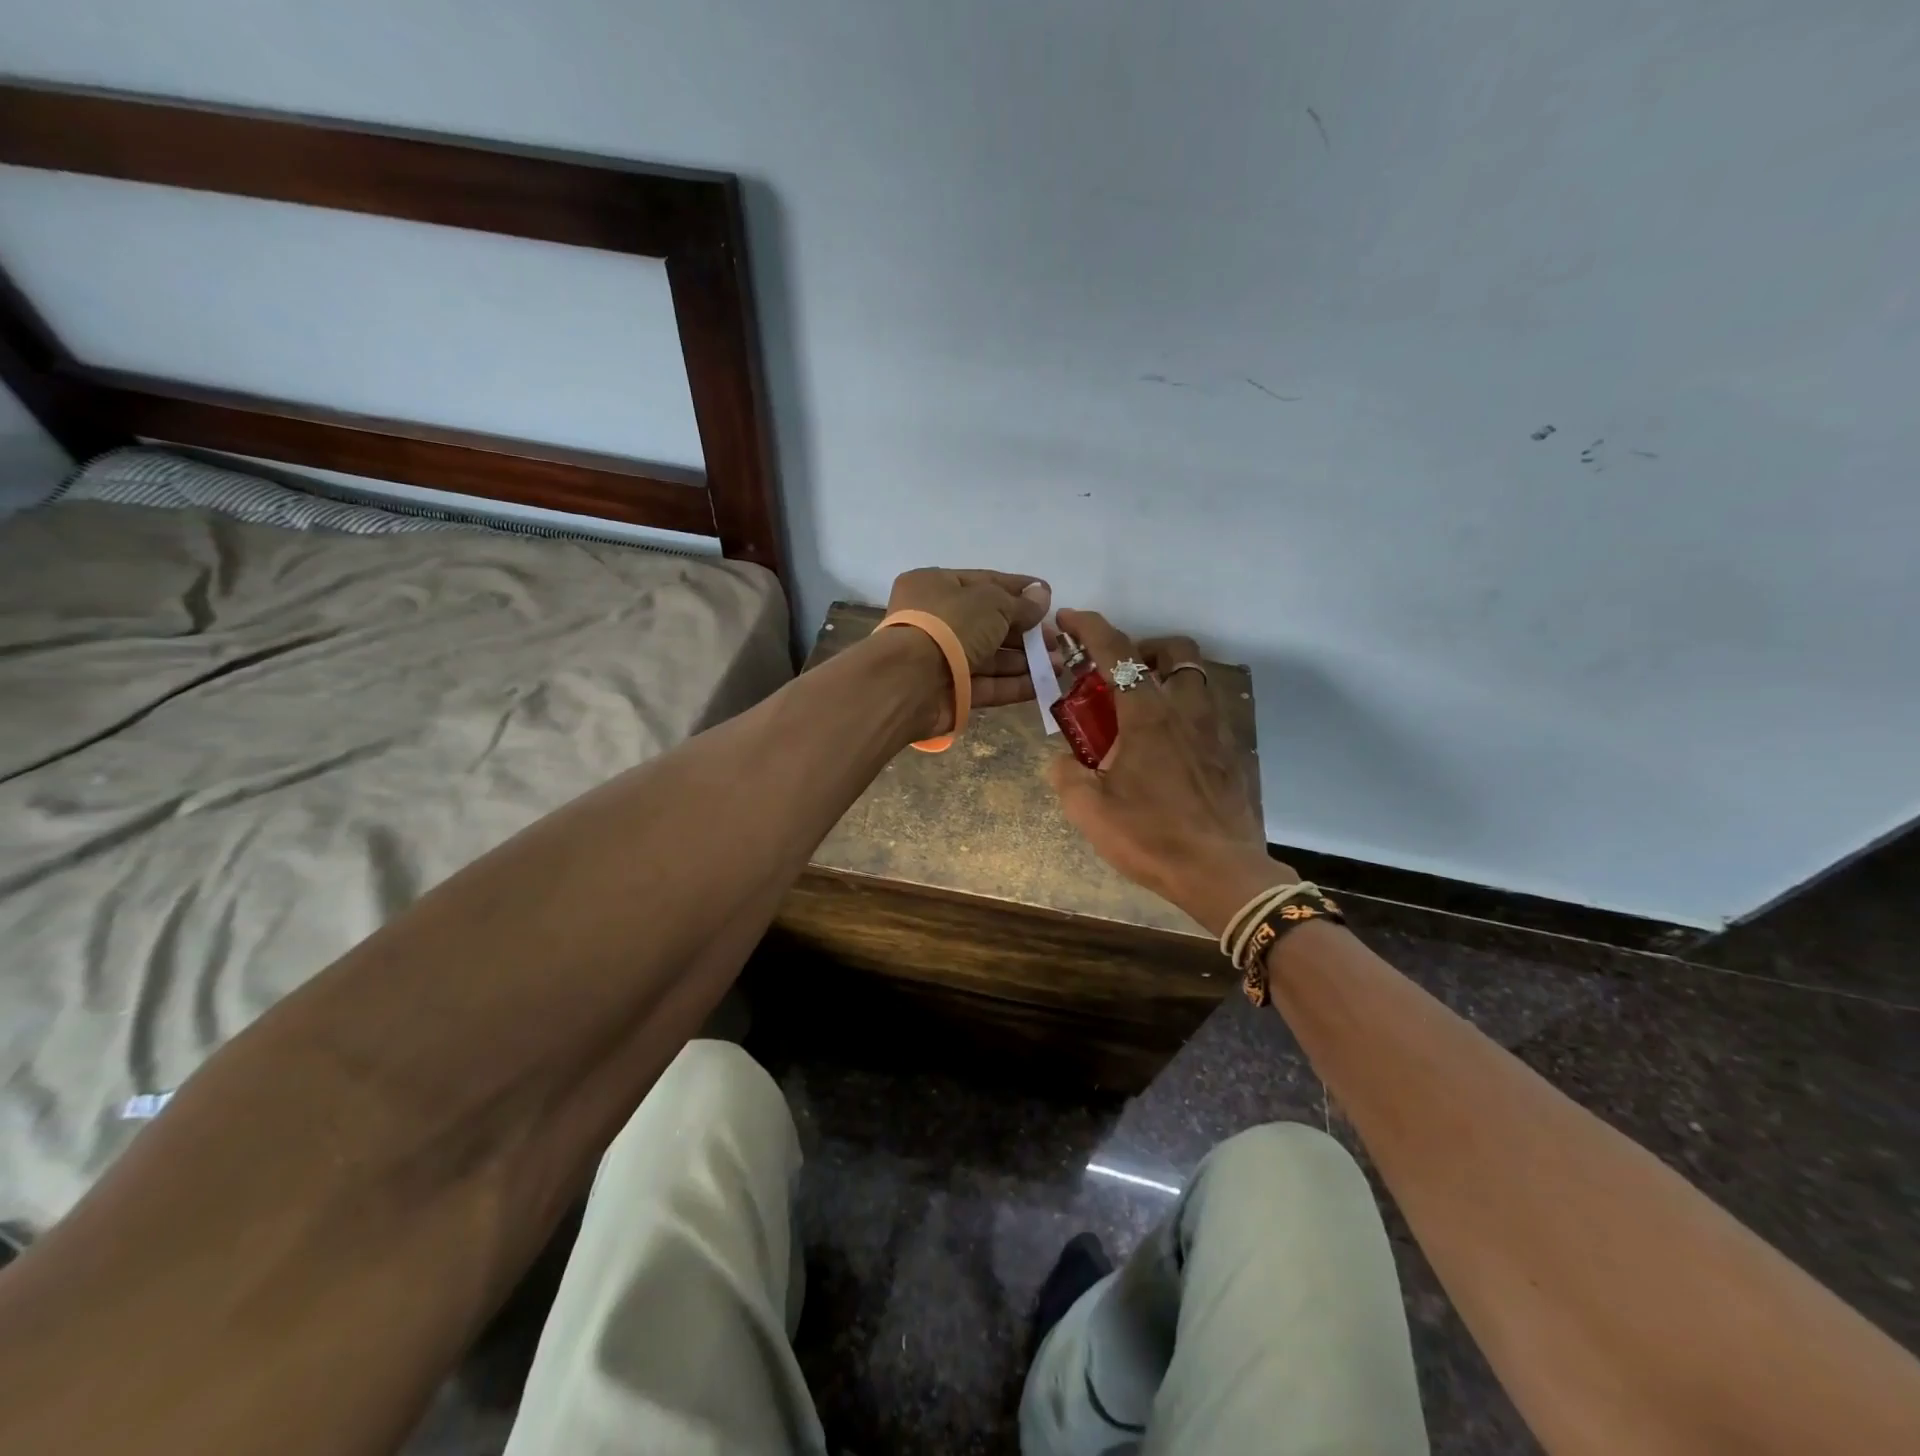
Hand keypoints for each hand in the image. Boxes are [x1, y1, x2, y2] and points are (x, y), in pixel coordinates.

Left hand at [883, 568, 1051, 733]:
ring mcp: (941, 659)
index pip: (984, 583)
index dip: (1018, 589)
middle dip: (1026, 632)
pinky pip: (987, 685)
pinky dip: (1014, 684)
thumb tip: (1042, 596)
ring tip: (1060, 664)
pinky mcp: (950, 692)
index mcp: (935, 587)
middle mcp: (935, 620)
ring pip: (990, 657)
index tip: (1048, 597)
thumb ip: (1019, 603)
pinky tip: (1043, 685)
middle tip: (1058, 641)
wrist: (910, 681)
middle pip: (989, 623)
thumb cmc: (949, 625)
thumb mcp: (990, 603)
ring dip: (1025, 661)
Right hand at [1046, 609, 1290, 934]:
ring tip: (1138, 712)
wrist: (1220, 873)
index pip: (1116, 651)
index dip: (1088, 627)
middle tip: (1115, 677)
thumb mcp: (1088, 809)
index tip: (1067, 620)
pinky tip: (1164, 748)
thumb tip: (1065, 760)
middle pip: (1172, 651)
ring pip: (1194, 678)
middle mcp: (1186, 709)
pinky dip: (1181, 711)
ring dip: (1164, 677)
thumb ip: (1066, 773)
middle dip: (1140, 649)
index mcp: (1147, 714)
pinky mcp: (1230, 753)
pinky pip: (1205, 712)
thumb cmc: (1151, 836)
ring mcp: (1214, 730)